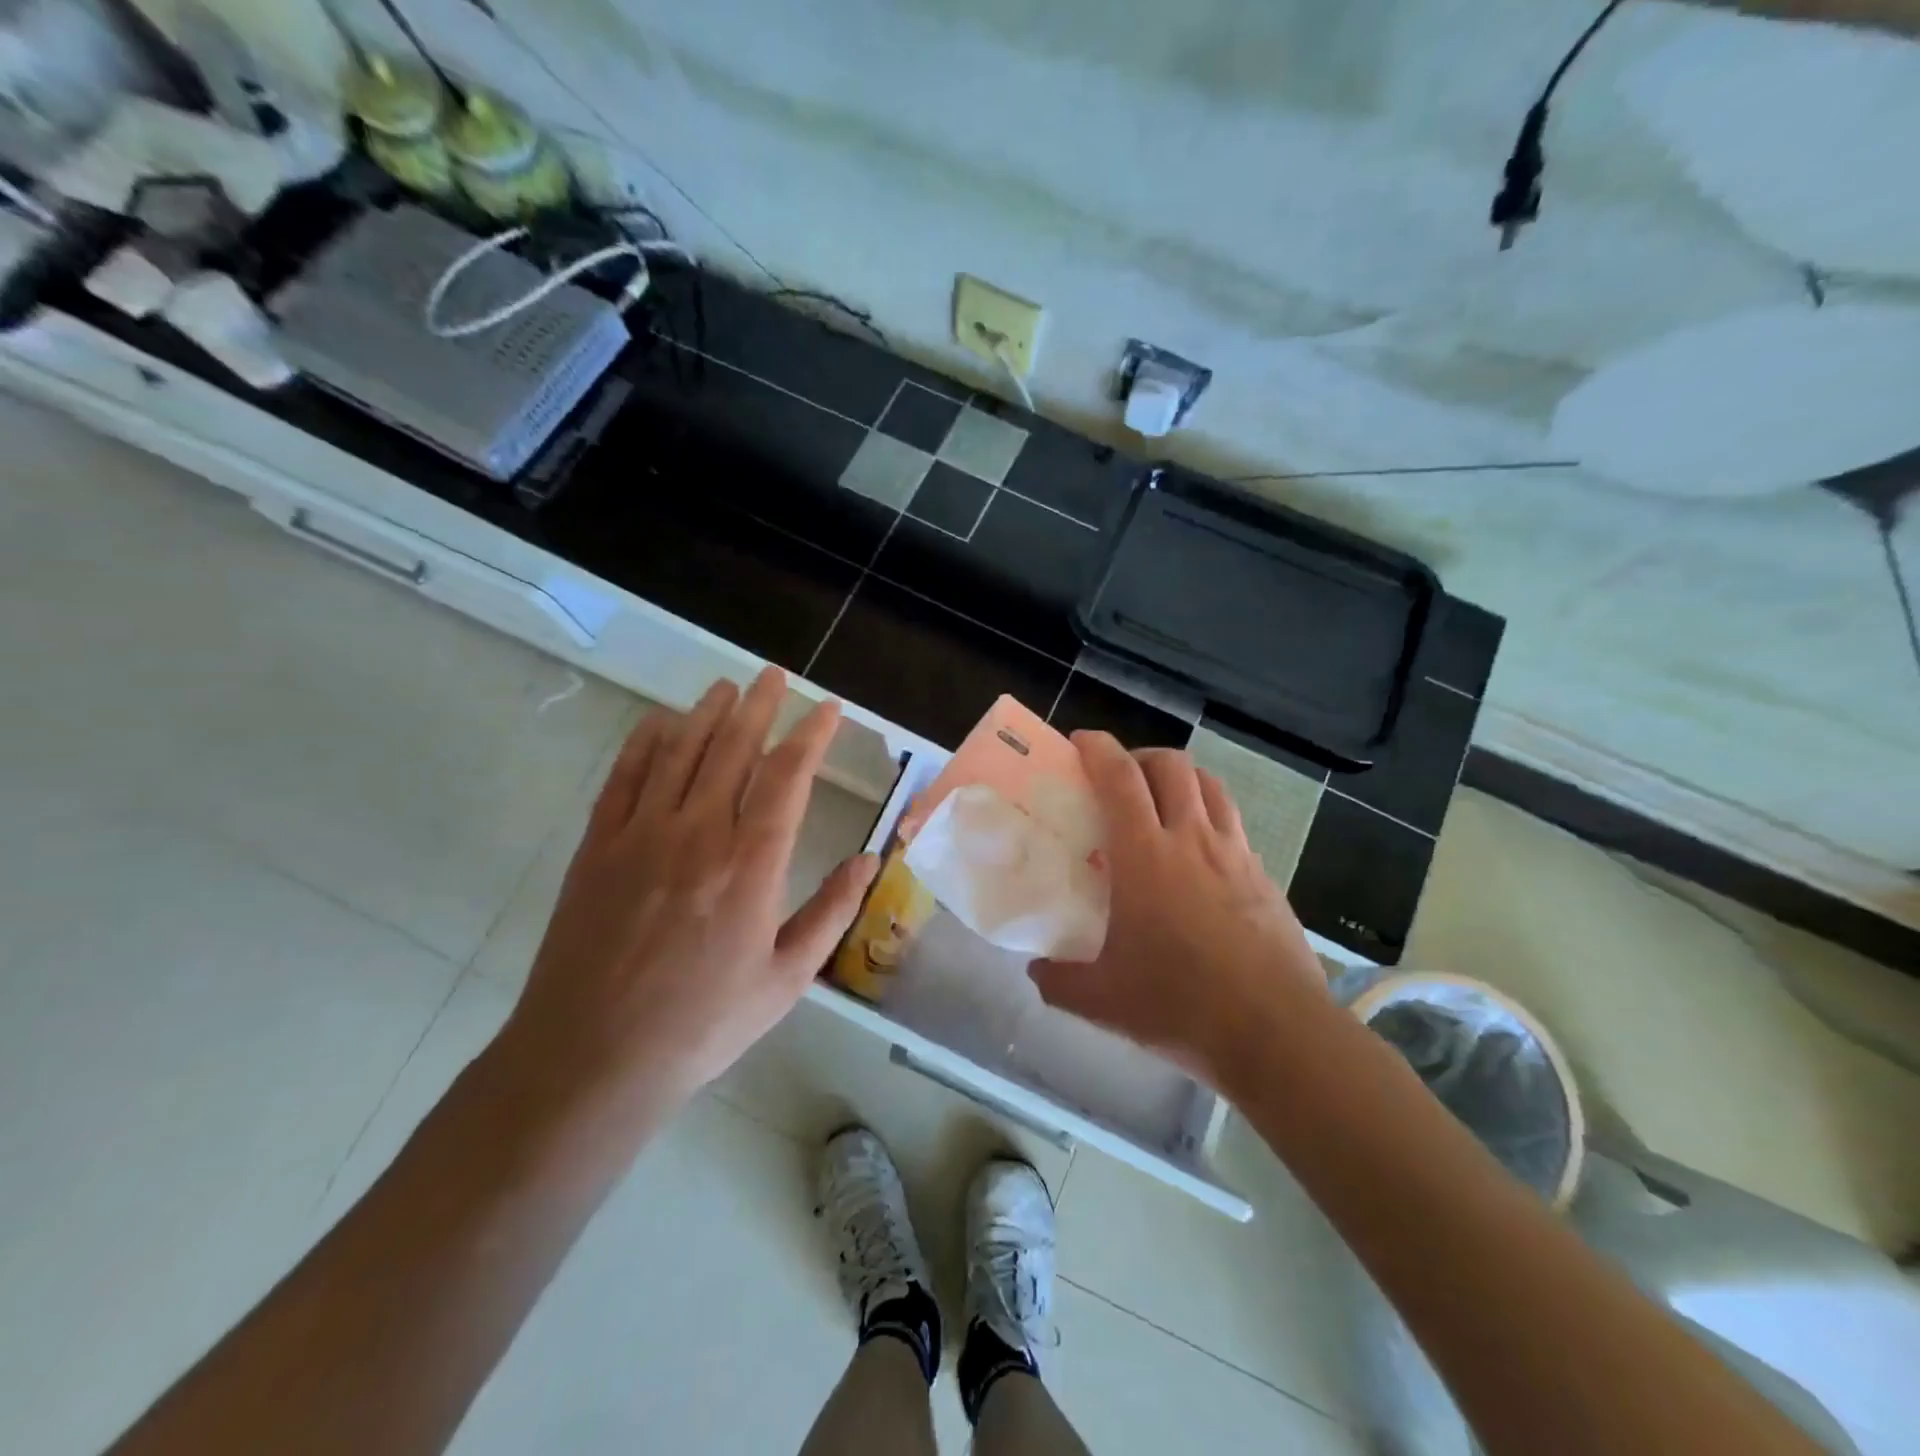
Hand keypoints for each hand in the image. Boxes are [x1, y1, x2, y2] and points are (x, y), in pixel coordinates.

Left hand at [495, 669, 877, 1123]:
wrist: (593, 1057)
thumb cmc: (702, 1023)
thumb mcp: (787, 979)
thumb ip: (831, 912)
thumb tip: (868, 859)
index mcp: (752, 864)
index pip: (788, 777)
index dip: (811, 735)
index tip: (828, 708)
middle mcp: (699, 833)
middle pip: (733, 749)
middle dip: (761, 706)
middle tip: (776, 677)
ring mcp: (641, 834)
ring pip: (680, 752)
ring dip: (707, 713)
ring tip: (728, 688)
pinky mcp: (597, 846)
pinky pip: (624, 777)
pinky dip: (644, 742)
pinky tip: (659, 721)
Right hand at [1030, 734, 1326, 1090]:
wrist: (1276, 1033)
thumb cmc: (1180, 1004)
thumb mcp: (1103, 1000)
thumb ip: (1060, 981)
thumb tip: (1036, 971)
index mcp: (1146, 856)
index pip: (1120, 777)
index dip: (1098, 749)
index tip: (1080, 742)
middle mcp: (1192, 840)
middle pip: (1171, 766)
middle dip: (1141, 757)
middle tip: (1120, 780)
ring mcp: (1236, 854)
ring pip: (1210, 786)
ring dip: (1181, 780)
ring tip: (1162, 804)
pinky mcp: (1265, 876)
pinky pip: (1234, 825)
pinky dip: (1210, 818)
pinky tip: (1200, 858)